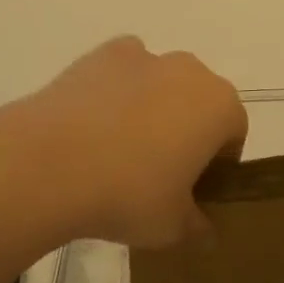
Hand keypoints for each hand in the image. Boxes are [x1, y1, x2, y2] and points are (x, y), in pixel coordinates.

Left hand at [0, 37, 247, 249]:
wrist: (50, 162)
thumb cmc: (128, 194)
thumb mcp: (172, 227)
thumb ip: (197, 226)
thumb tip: (204, 229)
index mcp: (219, 106)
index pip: (233, 133)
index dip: (217, 164)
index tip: (193, 191)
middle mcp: (189, 70)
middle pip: (199, 101)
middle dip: (187, 130)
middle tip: (158, 172)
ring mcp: (144, 56)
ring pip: (160, 83)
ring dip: (152, 108)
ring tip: (118, 149)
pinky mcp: (102, 53)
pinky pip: (123, 72)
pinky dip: (117, 91)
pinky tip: (93, 124)